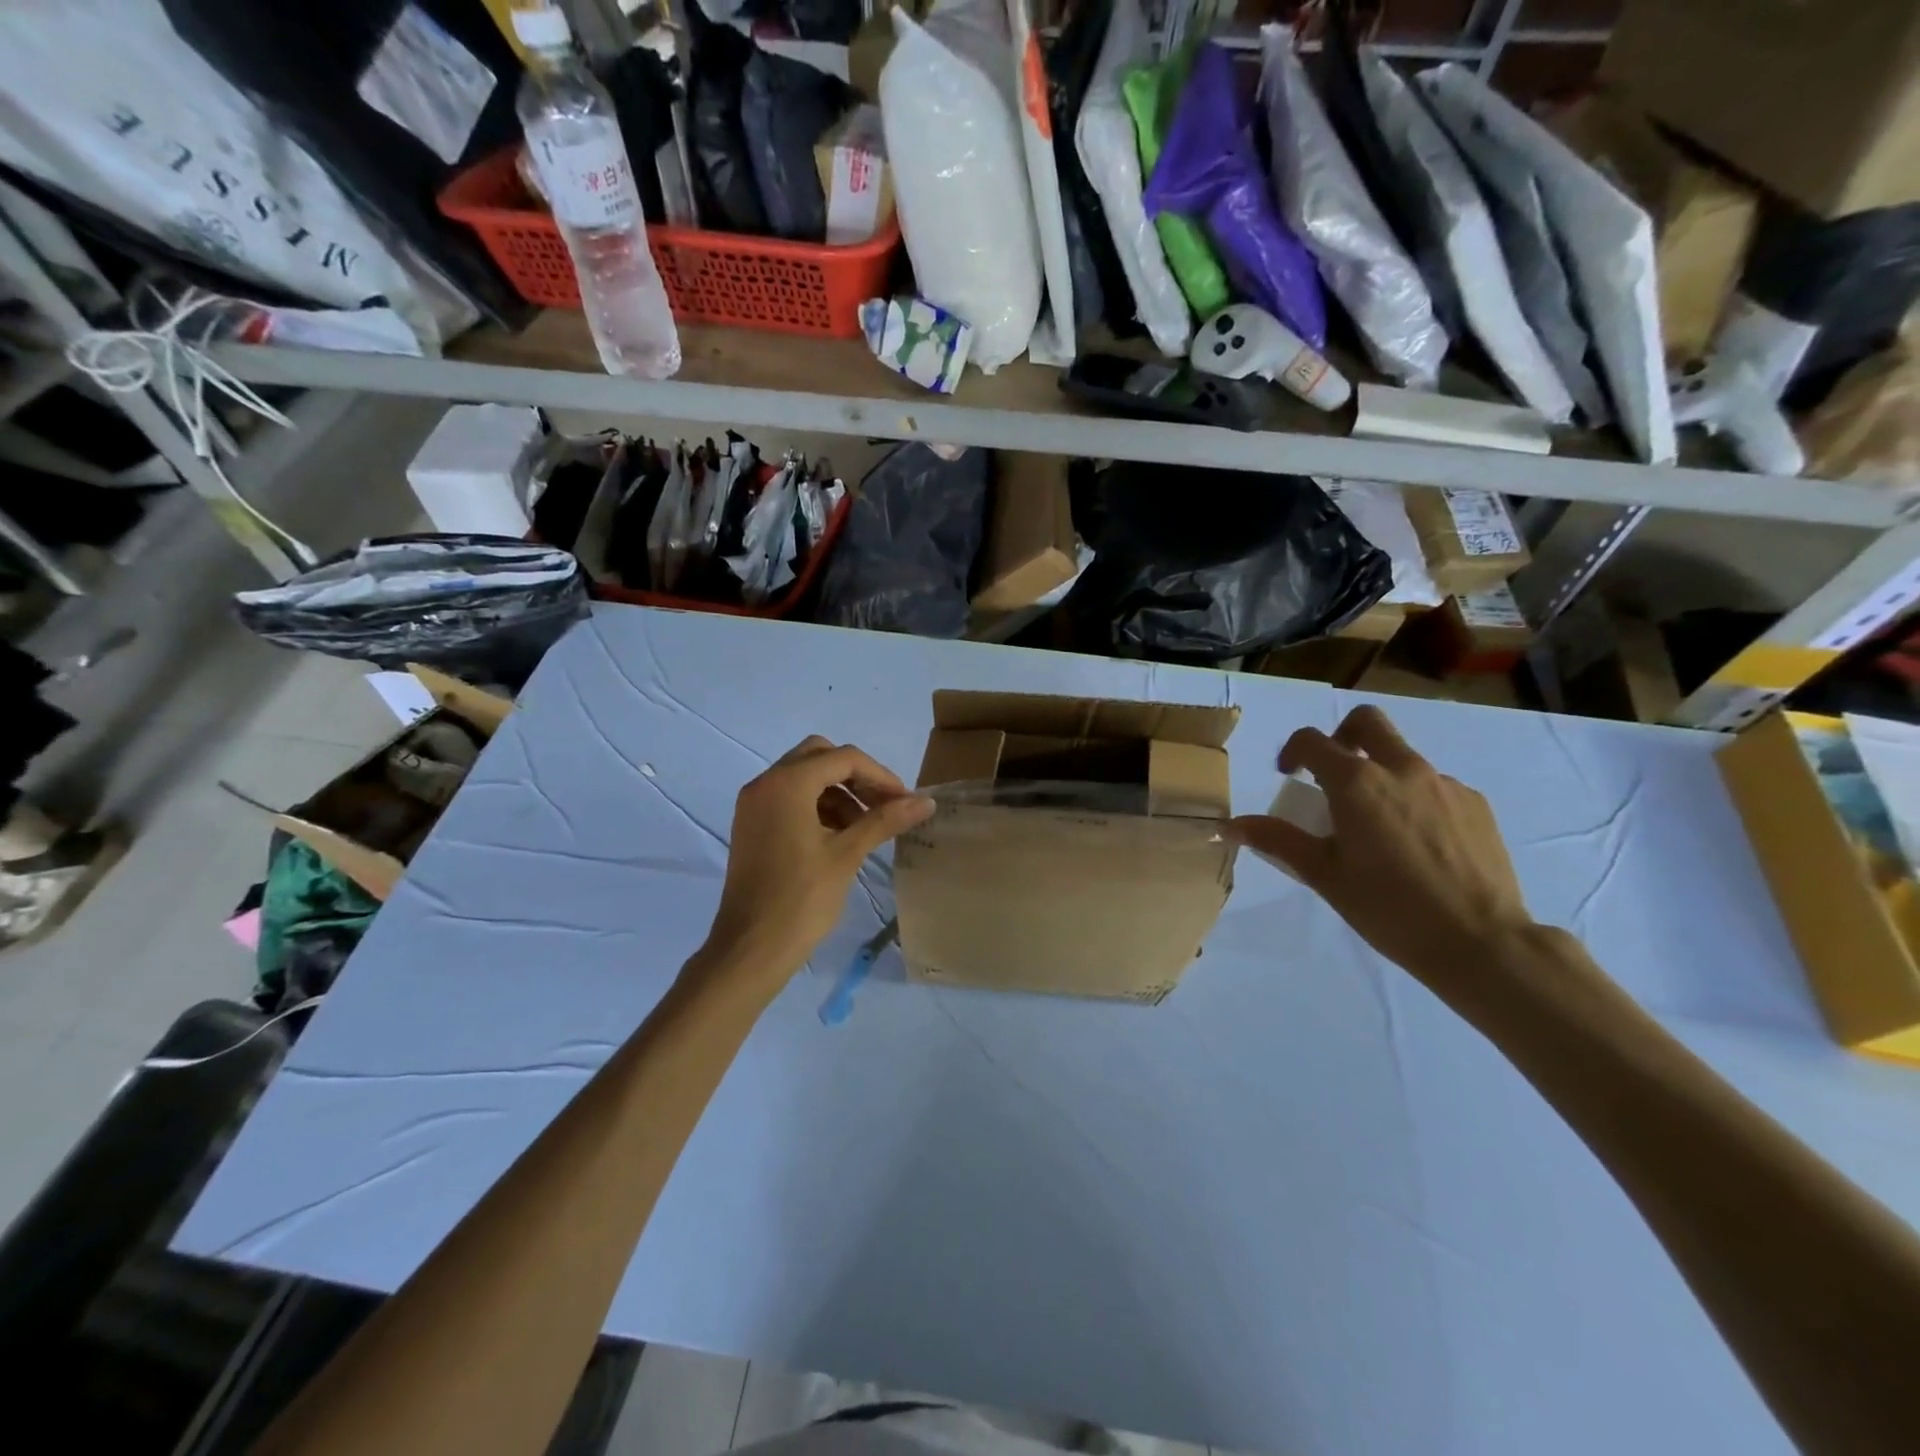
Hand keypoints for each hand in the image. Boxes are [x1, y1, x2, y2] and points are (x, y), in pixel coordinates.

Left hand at [696, 736, 932, 992]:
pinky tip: (840, 837)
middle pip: (820, 757)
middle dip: (857, 777)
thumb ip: (886, 820)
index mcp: (786, 784)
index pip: (843, 759)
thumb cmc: (801, 899)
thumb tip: (926, 801)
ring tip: (867, 827)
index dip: (880, 776)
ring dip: (838, 792)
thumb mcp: (847, 855)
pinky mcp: (752, 825)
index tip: (905, 801)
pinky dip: (818, 806)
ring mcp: (754, 804)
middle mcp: (765, 783)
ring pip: (804, 777)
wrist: (750, 949)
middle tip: (884, 805)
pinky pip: (790, 798)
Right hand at [1226, 706, 1534, 1000]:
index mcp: (1357, 784)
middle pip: (1367, 723)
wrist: (1482, 942)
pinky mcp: (1476, 804)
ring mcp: (1445, 784)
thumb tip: (1231, 824)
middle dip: (1342, 736)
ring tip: (1379, 828)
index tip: (1289, 777)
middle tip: (1333, 775)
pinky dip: (1415, 800)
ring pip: (1403, 757)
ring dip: (1380, 775)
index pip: (1311, 741)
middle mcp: (1402, 769)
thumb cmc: (1389, 908)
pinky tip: (1418, 845)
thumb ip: (1279, 840)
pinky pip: (1435, 786)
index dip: (1292, 752)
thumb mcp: (1324, 876)